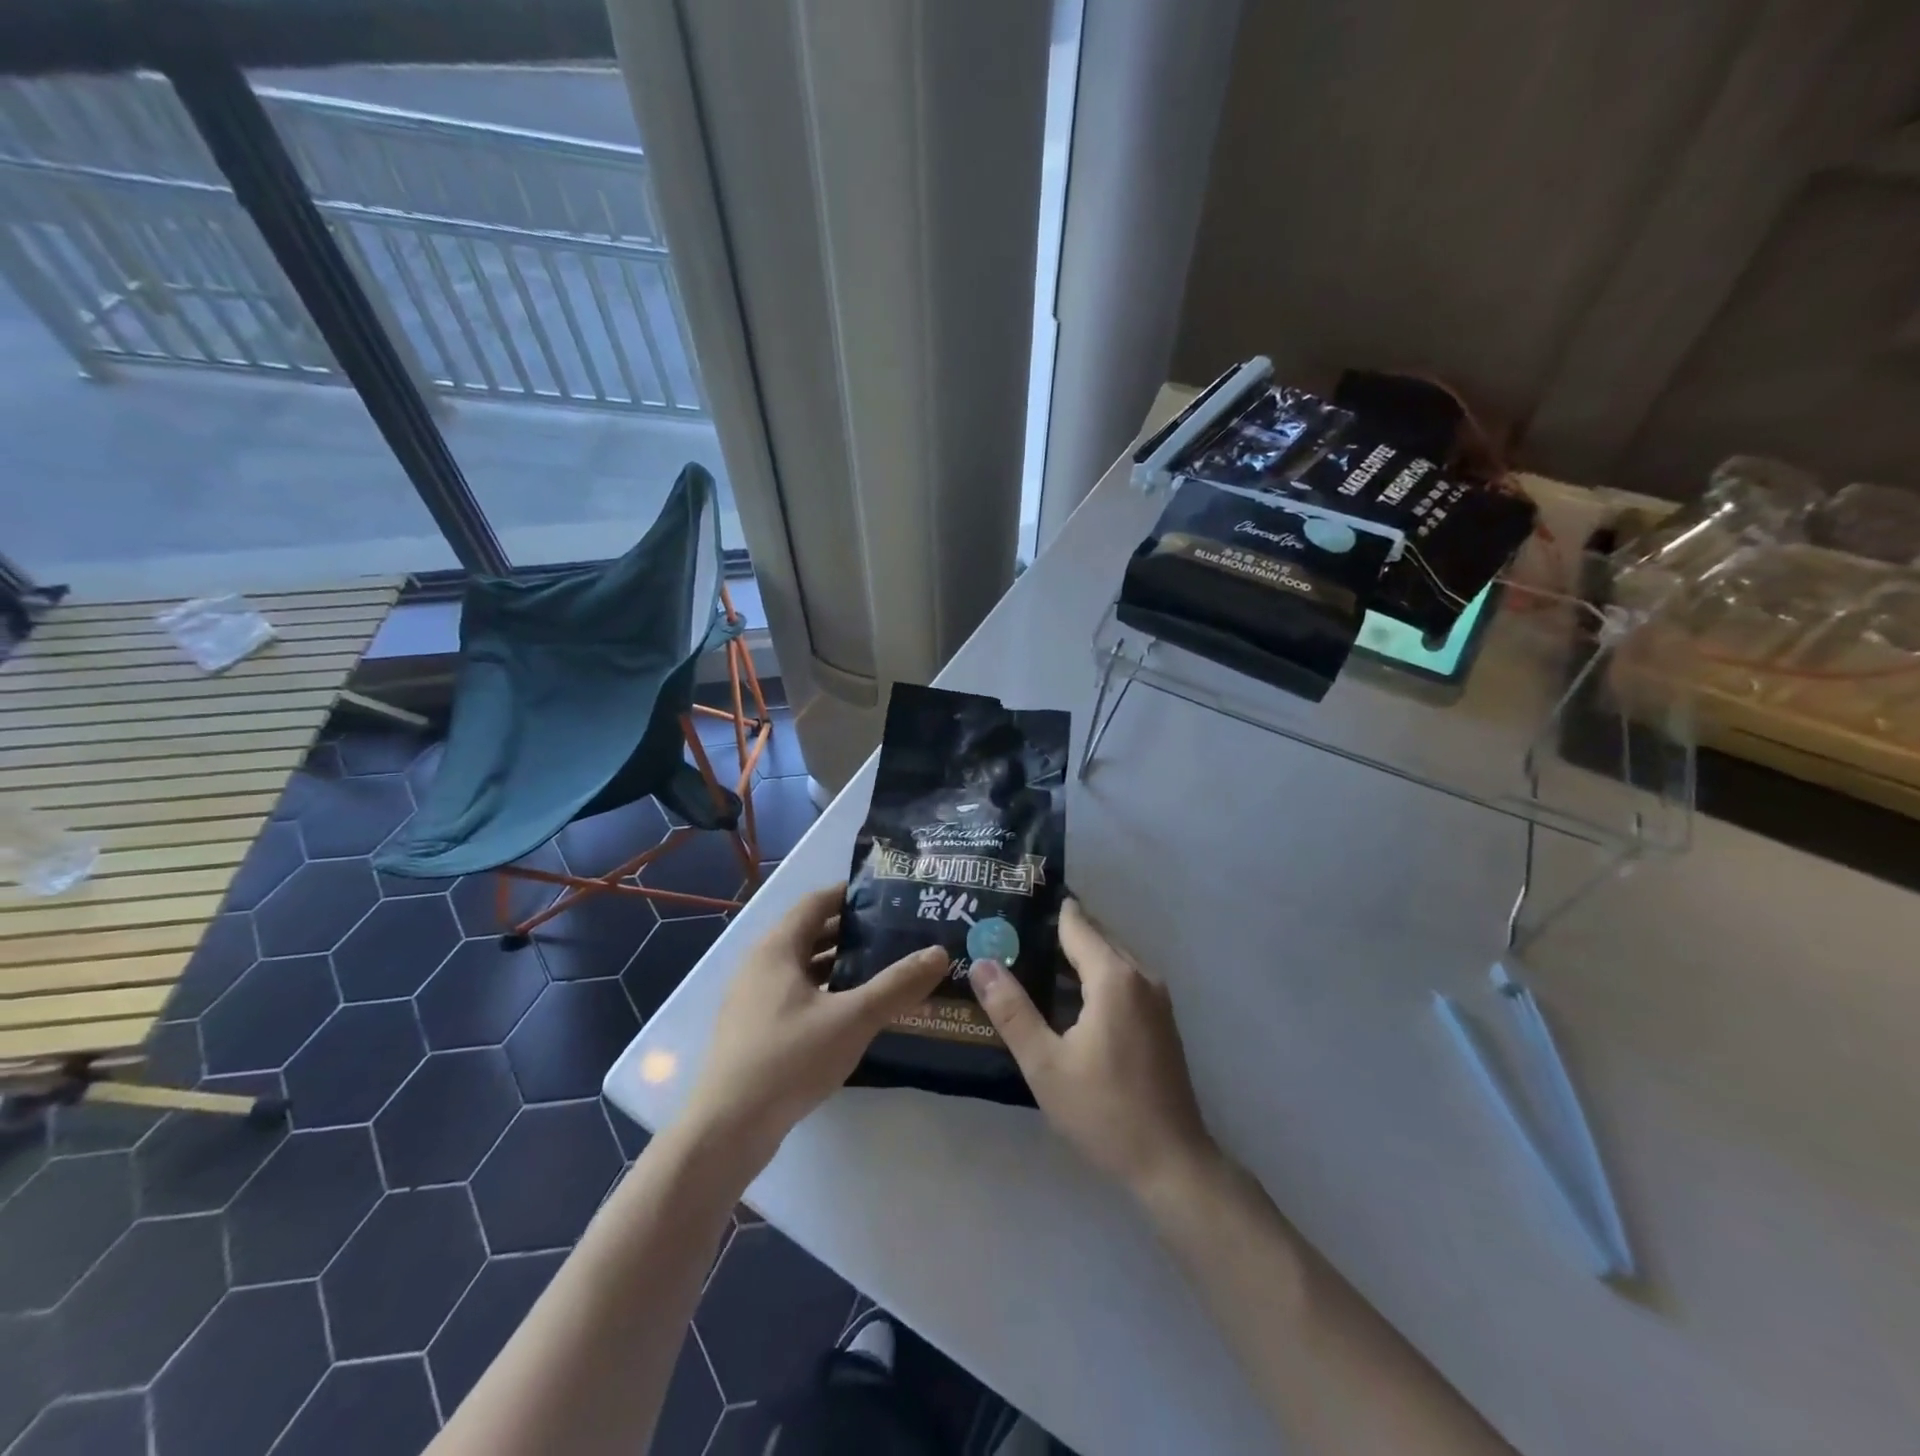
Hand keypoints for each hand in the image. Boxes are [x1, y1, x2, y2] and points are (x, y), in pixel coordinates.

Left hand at [683, 883, 948, 1157]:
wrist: (727, 1129)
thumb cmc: (789, 1059)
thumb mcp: (852, 1019)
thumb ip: (897, 985)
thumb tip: (939, 952)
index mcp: (777, 948)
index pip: (816, 901)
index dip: (850, 894)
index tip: (889, 895)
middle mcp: (760, 964)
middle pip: (810, 932)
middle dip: (852, 931)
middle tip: (896, 933)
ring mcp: (753, 999)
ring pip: (803, 967)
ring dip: (839, 964)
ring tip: (882, 968)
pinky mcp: (754, 1030)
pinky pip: (795, 994)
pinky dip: (825, 991)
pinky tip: (852, 1011)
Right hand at [971, 899, 1218, 1199]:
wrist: (1172, 1163)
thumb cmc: (1104, 1111)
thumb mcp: (1045, 1064)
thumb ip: (1012, 1010)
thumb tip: (982, 962)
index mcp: (1115, 977)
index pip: (1076, 923)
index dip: (1043, 911)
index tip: (1010, 903)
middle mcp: (1140, 975)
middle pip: (1093, 936)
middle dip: (1053, 932)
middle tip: (1007, 934)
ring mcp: (1155, 998)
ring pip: (1108, 958)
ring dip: (1072, 957)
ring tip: (1026, 961)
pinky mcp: (1159, 1019)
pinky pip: (1121, 979)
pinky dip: (1091, 977)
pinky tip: (1062, 998)